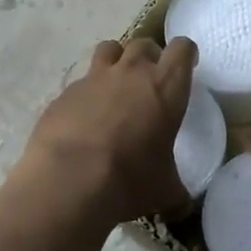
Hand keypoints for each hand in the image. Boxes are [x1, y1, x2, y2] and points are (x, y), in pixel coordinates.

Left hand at [15, 37, 197, 225]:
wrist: (70, 179)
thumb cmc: (130, 179)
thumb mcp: (164, 190)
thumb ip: (176, 192)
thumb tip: (182, 206)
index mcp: (166, 87)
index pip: (182, 49)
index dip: (185, 54)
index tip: (186, 63)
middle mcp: (131, 73)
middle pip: (143, 43)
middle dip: (149, 55)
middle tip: (149, 78)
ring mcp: (93, 79)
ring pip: (109, 49)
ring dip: (116, 61)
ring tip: (115, 85)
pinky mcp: (64, 93)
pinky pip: (80, 82)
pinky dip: (85, 92)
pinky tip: (84, 117)